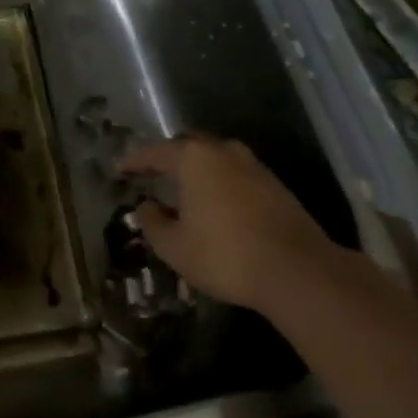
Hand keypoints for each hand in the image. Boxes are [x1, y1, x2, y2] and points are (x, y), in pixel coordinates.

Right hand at [119, 135, 372, 319]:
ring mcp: (254, 166)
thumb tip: (147, 207)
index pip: (156, 152)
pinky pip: (235, 174)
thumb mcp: (174, 246)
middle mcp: (224, 151)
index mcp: (195, 158)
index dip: (135, 161)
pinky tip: (213, 203)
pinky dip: (218, 182)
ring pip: (215, 158)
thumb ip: (153, 223)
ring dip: (196, 170)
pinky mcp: (274, 185)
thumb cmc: (224, 254)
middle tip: (152, 174)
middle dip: (168, 158)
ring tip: (181, 189)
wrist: (296, 270)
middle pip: (188, 146)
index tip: (120, 169)